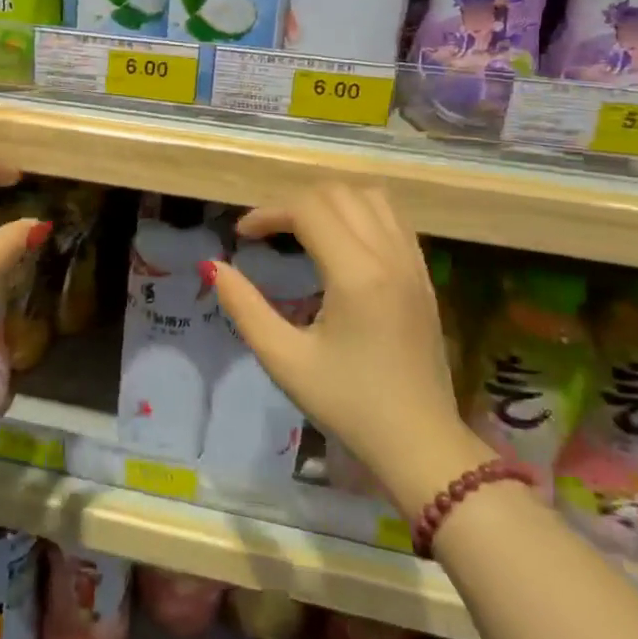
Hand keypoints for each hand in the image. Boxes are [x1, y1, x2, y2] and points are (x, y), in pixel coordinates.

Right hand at [209, 184, 490, 513]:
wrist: (420, 445)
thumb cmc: (349, 405)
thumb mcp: (285, 360)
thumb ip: (244, 308)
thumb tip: (214, 266)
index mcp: (356, 275)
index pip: (308, 208)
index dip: (267, 213)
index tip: (242, 236)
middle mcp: (389, 257)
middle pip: (338, 193)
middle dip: (295, 202)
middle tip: (268, 232)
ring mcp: (413, 264)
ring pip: (371, 197)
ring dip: (331, 201)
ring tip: (302, 228)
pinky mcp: (423, 276)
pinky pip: (393, 219)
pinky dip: (360, 213)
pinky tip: (340, 242)